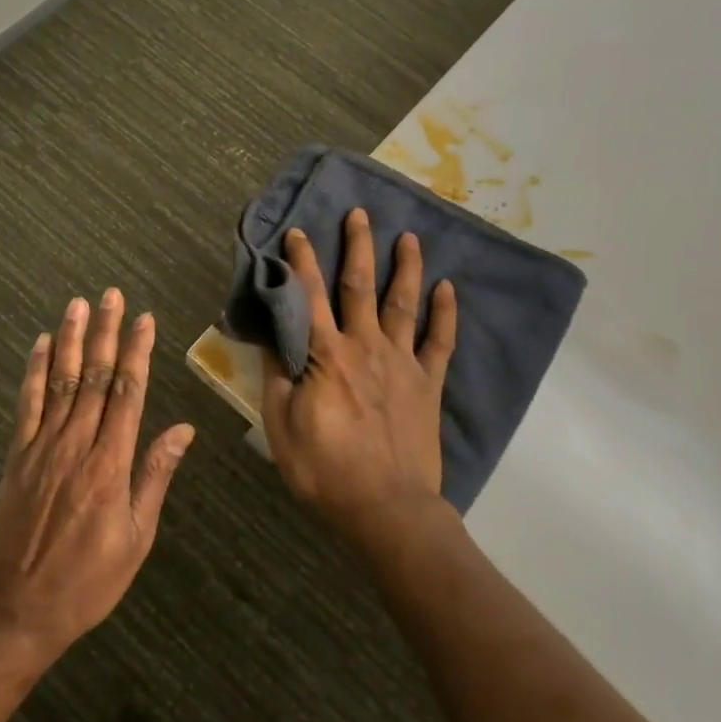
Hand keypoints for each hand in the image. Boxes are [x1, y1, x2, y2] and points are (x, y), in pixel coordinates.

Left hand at [0, 289, 194, 662]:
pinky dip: (33, 371)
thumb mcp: (136, 537)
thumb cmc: (88, 581)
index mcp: (111, 465)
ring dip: (70, 339)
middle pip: (95, 377)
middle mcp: (77, 445)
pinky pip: (27, 405)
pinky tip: (39, 344)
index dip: (137, 352)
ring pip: (60, 381)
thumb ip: (155, 476)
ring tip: (77, 304)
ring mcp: (42, 448)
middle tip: (111, 294)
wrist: (16, 612)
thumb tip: (182, 429)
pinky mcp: (16, 458)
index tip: (144, 319)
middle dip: (105, 332)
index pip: (128, 393)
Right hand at [261, 208, 458, 554]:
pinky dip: (445, 313)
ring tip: (409, 236)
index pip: (309, 297)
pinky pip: (440, 342)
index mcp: (326, 356)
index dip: (301, 262)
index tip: (297, 232)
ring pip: (403, 303)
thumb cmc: (325, 470)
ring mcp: (402, 362)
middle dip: (357, 246)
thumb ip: (277, 376)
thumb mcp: (281, 427)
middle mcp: (365, 347)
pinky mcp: (428, 383)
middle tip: (360, 213)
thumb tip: (272, 336)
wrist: (386, 508)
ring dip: (406, 267)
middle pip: (359, 286)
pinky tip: (448, 288)